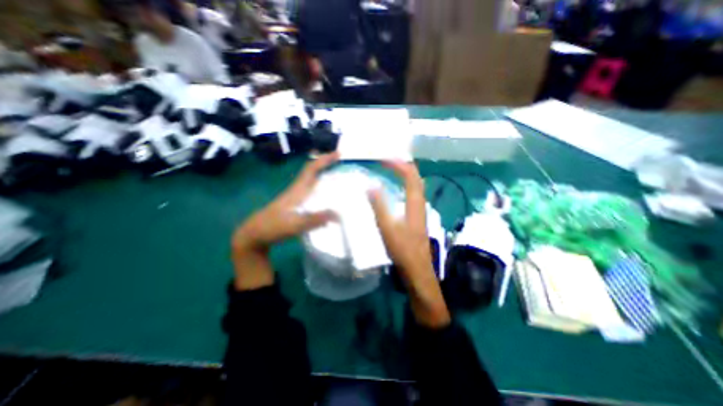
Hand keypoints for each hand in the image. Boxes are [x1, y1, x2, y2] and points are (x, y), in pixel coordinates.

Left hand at [234, 151, 340, 287]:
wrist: (255, 233)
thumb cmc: (273, 226)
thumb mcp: (295, 225)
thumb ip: (316, 219)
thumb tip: (339, 215)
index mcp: (297, 190)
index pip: (311, 169)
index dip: (324, 159)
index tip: (338, 153)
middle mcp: (298, 190)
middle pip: (313, 172)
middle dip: (327, 164)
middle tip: (343, 163)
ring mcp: (296, 196)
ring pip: (312, 181)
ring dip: (324, 175)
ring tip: (340, 177)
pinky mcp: (295, 204)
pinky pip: (311, 191)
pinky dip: (321, 188)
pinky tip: (328, 197)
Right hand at [370, 160, 450, 327]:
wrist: (418, 272)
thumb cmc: (403, 251)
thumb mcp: (388, 228)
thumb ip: (379, 206)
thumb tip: (371, 186)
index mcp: (415, 204)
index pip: (410, 175)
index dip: (398, 164)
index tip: (383, 159)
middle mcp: (420, 204)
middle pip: (416, 178)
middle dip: (402, 165)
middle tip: (386, 161)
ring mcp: (420, 211)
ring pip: (415, 186)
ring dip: (404, 175)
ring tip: (389, 170)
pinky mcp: (416, 218)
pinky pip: (411, 195)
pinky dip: (403, 186)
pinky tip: (393, 191)